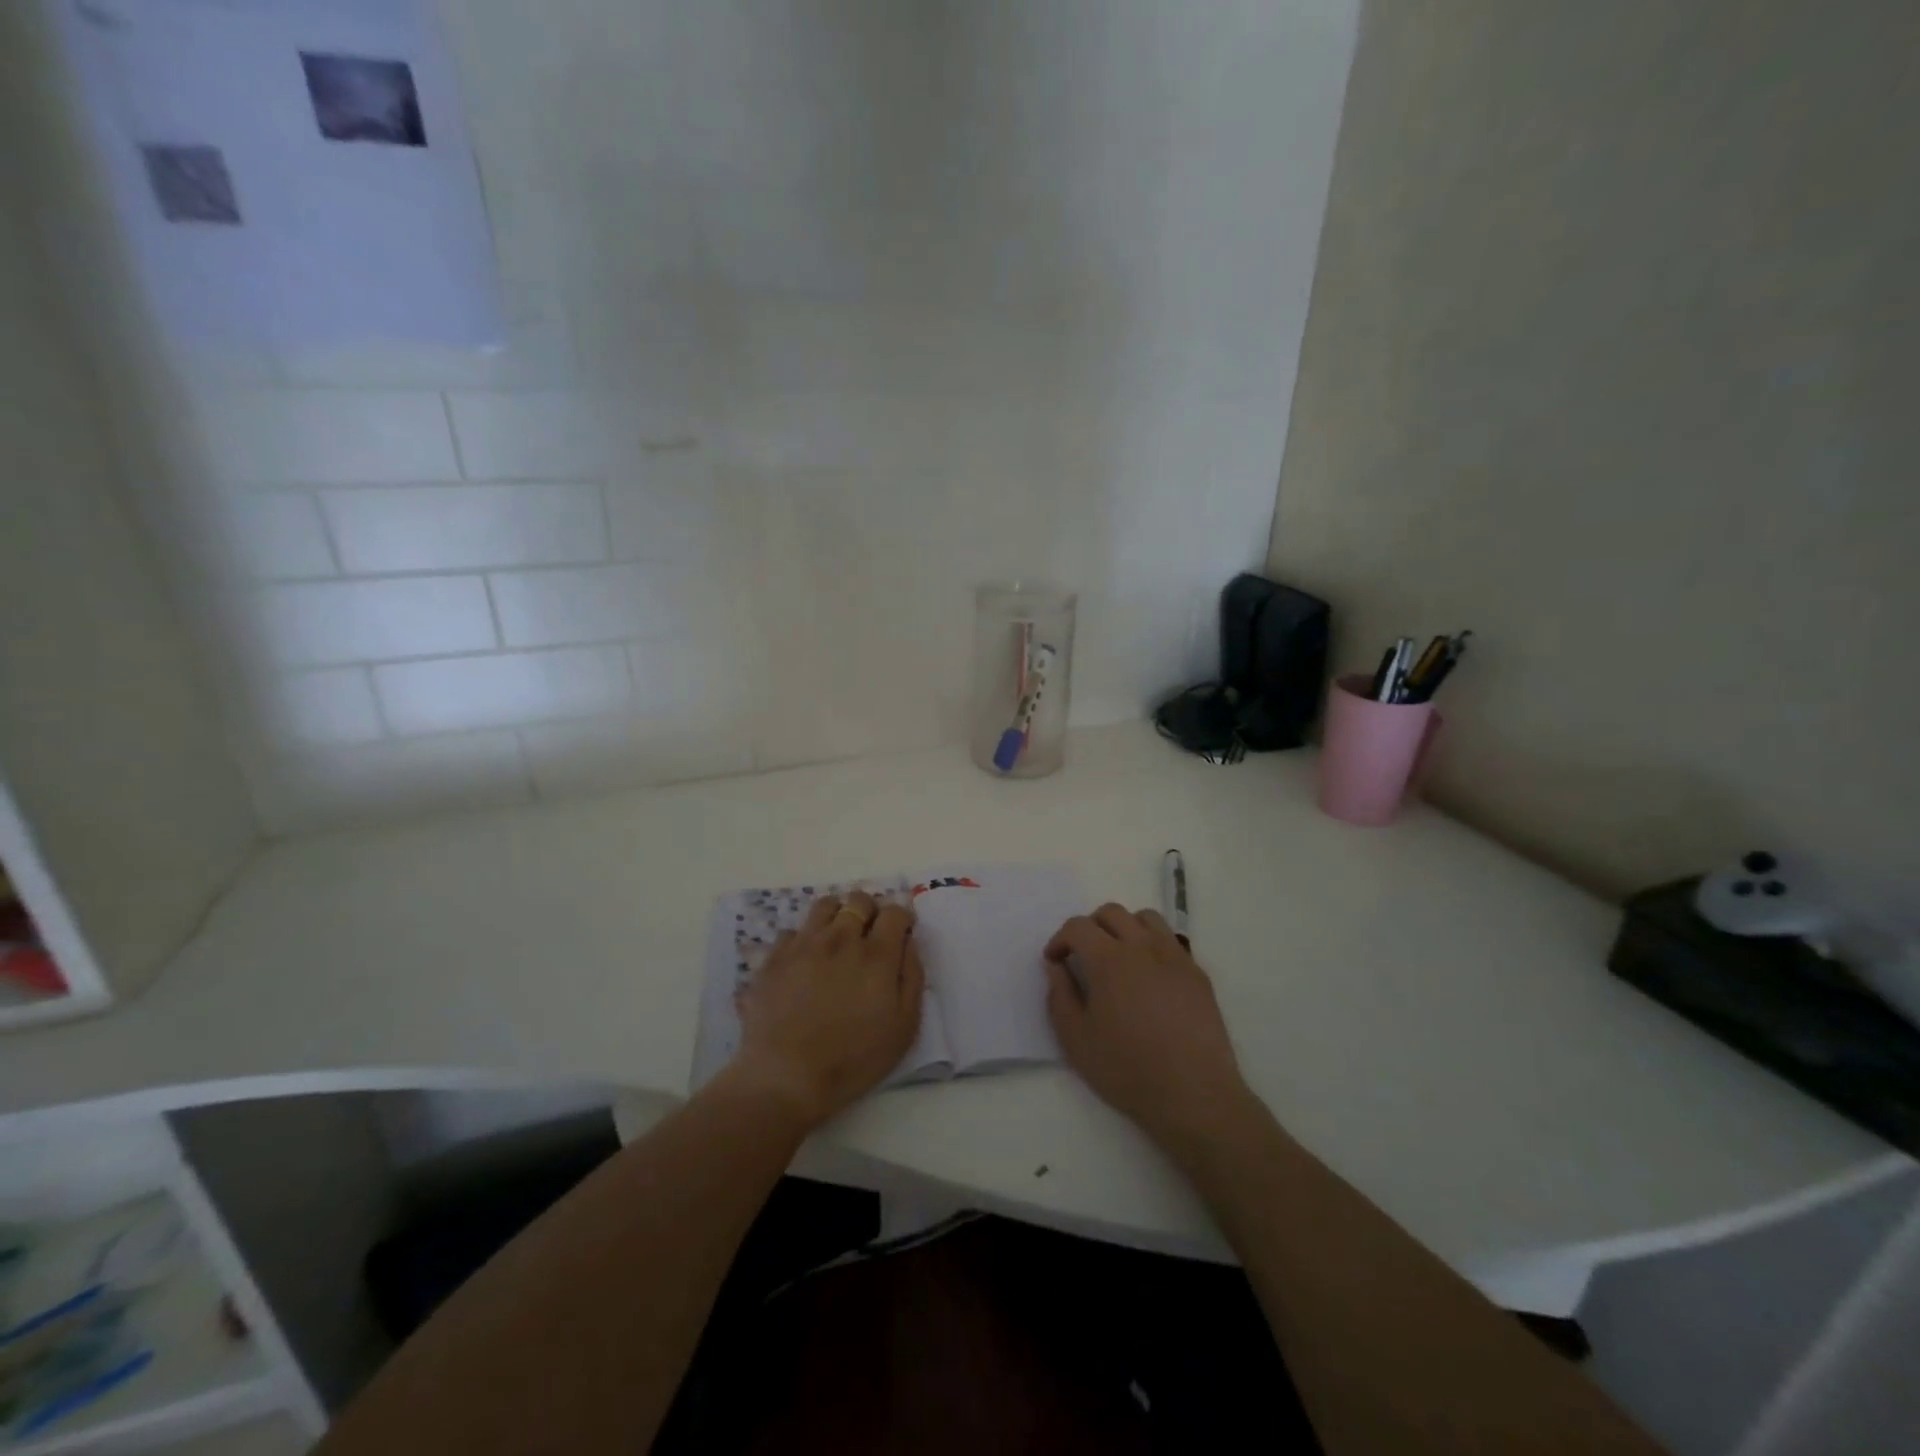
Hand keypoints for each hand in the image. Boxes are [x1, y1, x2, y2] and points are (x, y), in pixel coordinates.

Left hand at [726, 891, 925, 1130]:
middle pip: (859, 901)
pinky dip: (804, 939)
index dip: (902, 918)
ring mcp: (804, 945)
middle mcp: (841, 939)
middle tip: (870, 934)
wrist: (786, 1077)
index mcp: (877, 955)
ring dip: (837, 915)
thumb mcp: (903, 1027)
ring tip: (837, 938)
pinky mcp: (775, 958)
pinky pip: (793, 931)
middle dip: (871, 911)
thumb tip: (909, 943)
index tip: (901, 932)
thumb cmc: (853, 1059)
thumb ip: (912, 977)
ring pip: (825, 905)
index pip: (895, 912)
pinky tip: (805, 961)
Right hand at [1044, 904, 1253, 1145]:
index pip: (1078, 927)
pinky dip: (1152, 945)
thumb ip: (1060, 996)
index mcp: (1109, 960)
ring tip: (1118, 956)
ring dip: (1124, 928)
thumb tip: (1056, 967)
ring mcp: (1174, 956)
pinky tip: (1149, 977)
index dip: (1060, 939)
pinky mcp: (1197, 972)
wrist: (1193, 1094)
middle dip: (1090, 927)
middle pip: (1111, 913)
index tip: (1055, 961)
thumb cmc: (1127, 1069)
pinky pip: (1170, 941)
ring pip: (1145, 918)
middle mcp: (1142, 947)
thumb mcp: (1076, 1040)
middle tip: (1083, 956)